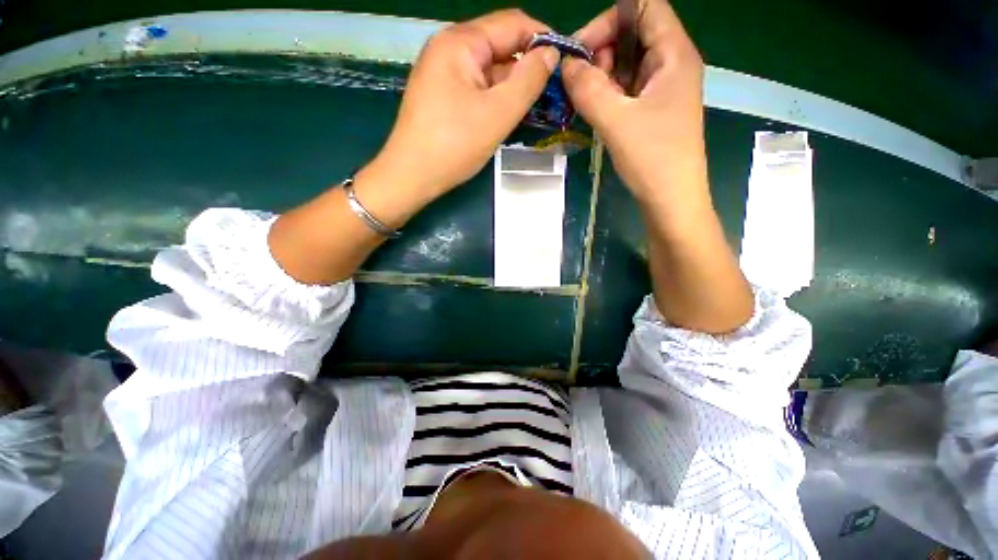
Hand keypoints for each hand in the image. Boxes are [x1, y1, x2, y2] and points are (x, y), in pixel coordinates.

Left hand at [367, 10, 559, 200]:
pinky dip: (494, 98)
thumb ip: (528, 81)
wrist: (411, 176)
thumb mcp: (498, 114)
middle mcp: (449, 49)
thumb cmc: (453, 146)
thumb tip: (550, 53)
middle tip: (551, 94)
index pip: (512, 24)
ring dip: (511, 86)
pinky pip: (476, 87)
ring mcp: (443, 73)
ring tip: (532, 108)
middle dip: (526, 67)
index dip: (542, 39)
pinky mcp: (442, 95)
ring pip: (488, 70)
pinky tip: (506, 115)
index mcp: (460, 42)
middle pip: (499, 46)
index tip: (565, 63)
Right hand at [561, 0, 706, 203]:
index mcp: (674, 55)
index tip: (580, 51)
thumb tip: (566, 65)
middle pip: (634, 34)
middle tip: (581, 83)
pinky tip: (596, 111)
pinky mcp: (653, 110)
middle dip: (602, 51)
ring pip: (628, 64)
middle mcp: (672, 65)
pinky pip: (627, 89)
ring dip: (602, 76)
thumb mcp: (616, 121)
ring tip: (585, 100)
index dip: (610, 21)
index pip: (644, 8)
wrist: (671, 200)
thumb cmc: (652, 159)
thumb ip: (589, 89)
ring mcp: (663, 89)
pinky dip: (608, 94)